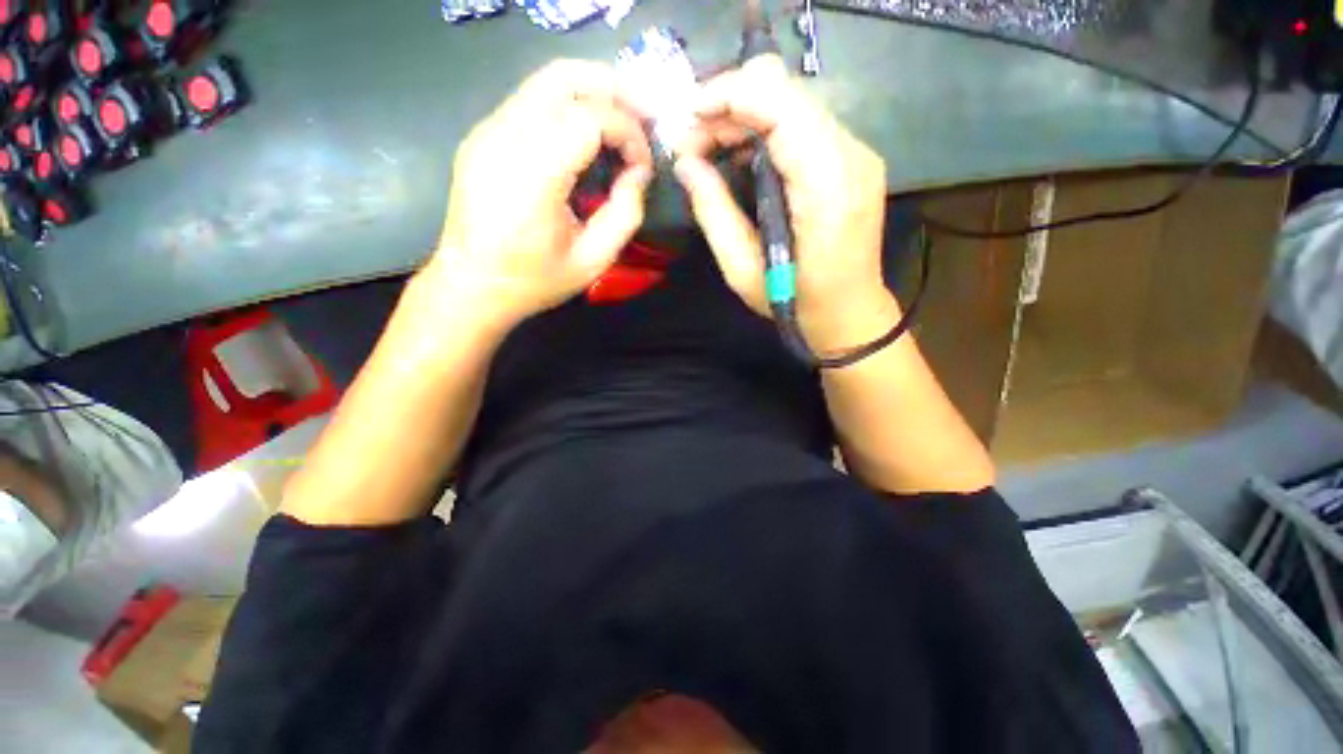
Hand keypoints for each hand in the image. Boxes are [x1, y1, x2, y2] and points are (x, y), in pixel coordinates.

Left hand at [428, 60, 654, 327]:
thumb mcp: (593, 261)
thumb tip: (638, 175)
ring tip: (621, 121)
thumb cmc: (535, 280)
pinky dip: (568, 106)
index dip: (628, 133)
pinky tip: (586, 136)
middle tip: (643, 116)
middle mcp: (505, 138)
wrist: (471, 286)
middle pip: (564, 77)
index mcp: (534, 175)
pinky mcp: (482, 136)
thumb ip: (625, 215)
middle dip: (613, 89)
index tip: (641, 166)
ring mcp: (487, 132)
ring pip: (545, 81)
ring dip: (591, 93)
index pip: (590, 118)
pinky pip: (531, 101)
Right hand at [673, 55, 895, 354]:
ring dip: (744, 117)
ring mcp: (856, 154)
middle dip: (729, 105)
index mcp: (825, 187)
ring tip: (709, 151)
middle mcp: (850, 156)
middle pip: (786, 90)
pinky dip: (764, 130)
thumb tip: (685, 165)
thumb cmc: (795, 303)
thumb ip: (713, 212)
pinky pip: (803, 124)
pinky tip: (741, 157)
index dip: (728, 95)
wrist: (849, 314)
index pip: (780, 103)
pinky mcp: (852, 160)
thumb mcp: (742, 270)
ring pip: (793, 101)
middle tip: (692, 145)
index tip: (687, 119)